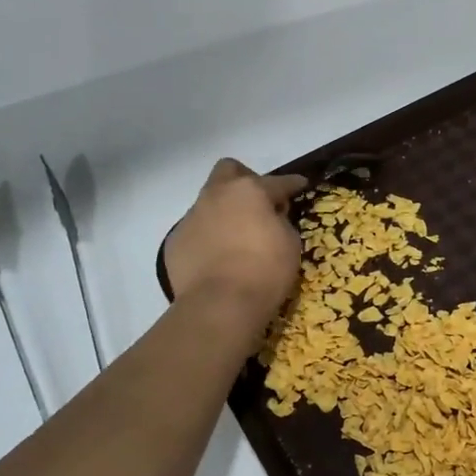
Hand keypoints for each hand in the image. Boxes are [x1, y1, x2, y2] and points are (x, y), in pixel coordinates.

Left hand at [163, 159, 306, 328]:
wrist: (220, 304)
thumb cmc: (265, 271)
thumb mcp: (290, 244)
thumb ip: (280, 222)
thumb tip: (271, 219)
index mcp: (249, 191)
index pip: (277, 181)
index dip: (292, 183)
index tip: (300, 185)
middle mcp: (217, 195)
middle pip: (229, 170)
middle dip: (245, 179)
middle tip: (257, 202)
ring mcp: (192, 216)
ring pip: (209, 202)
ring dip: (224, 212)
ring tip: (236, 237)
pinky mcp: (175, 240)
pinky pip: (196, 231)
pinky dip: (208, 238)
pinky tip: (217, 258)